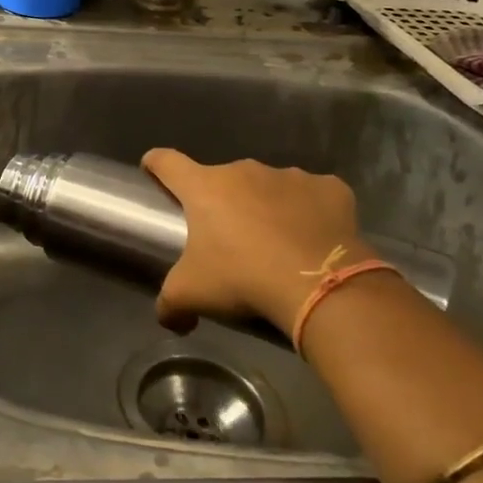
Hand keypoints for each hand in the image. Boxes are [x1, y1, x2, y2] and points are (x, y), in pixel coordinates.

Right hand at [141, 149, 369, 336]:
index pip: (167, 162)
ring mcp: (290, 175)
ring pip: (268, 187)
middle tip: (228, 239)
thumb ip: (169, 304)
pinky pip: (312, 196)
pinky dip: (309, 212)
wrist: (320, 286)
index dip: (155, 165)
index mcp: (204, 187)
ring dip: (265, 207)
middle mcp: (244, 170)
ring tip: (275, 244)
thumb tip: (170, 320)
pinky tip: (313, 239)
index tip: (152, 170)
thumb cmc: (242, 278)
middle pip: (222, 179)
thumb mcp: (191, 295)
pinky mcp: (330, 188)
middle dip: (222, 202)